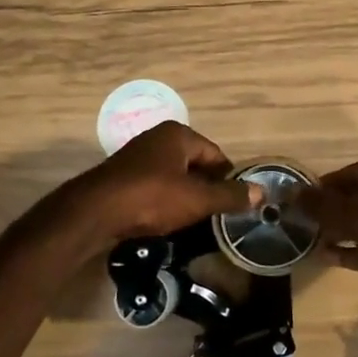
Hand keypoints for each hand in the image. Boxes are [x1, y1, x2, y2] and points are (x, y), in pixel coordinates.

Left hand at [72, 121, 257, 243]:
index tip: (234, 204)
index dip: (228, 180)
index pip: (216, 155)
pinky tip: (166, 221)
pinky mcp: (123, 177)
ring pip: (174, 177)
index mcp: (178, 135)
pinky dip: (164, 202)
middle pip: (195, 164)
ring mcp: (137, 157)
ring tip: (194, 221)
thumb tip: (262, 192)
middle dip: (206, 189)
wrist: (95, 212)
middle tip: (216, 215)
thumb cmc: (152, 198)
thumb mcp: (197, 199)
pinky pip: (154, 187)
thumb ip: (230, 195)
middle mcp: (158, 138)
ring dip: (185, 197)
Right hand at [297, 159, 357, 278]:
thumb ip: (324, 207)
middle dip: (331, 209)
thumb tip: (294, 194)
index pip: (352, 172)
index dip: (324, 186)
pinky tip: (328, 258)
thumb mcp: (357, 218)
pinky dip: (354, 249)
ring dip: (341, 231)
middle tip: (303, 222)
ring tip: (310, 240)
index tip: (300, 201)